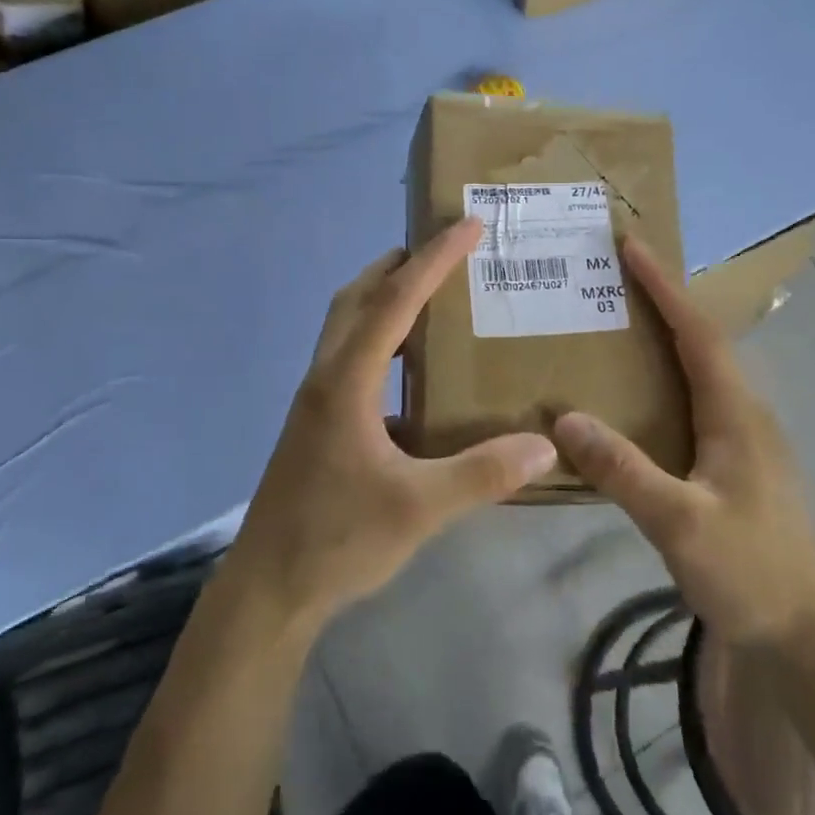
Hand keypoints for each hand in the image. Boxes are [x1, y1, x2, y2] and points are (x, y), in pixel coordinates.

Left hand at [225, 218, 558, 627]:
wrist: (269, 588)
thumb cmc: (337, 539)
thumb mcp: (420, 508)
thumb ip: (483, 474)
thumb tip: (546, 445)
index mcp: (346, 382)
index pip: (394, 302)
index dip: (433, 260)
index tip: (468, 226)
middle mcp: (325, 378)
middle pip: (356, 298)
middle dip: (397, 265)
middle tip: (442, 251)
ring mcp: (314, 402)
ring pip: (344, 327)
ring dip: (381, 299)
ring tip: (428, 298)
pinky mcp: (314, 425)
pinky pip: (347, 359)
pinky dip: (376, 341)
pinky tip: (408, 373)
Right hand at [552, 236, 814, 651]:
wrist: (807, 638)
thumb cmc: (751, 574)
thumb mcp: (680, 524)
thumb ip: (623, 470)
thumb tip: (563, 418)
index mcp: (737, 414)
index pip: (696, 332)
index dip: (663, 286)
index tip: (630, 245)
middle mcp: (744, 414)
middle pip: (700, 341)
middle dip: (660, 301)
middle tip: (610, 277)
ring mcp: (743, 441)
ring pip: (699, 371)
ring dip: (662, 338)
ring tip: (613, 324)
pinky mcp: (734, 465)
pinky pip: (693, 401)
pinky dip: (662, 380)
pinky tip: (631, 398)